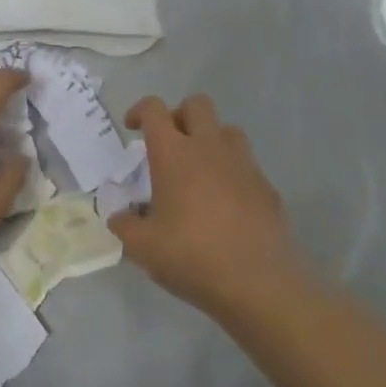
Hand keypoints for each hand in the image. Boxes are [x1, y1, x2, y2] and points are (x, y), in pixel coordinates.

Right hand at [108, 94, 301, 315]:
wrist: (257, 282)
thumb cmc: (191, 256)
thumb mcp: (142, 247)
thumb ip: (124, 225)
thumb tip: (119, 216)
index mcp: (174, 153)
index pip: (154, 110)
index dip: (140, 111)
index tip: (132, 129)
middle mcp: (209, 147)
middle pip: (197, 104)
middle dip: (178, 115)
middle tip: (168, 144)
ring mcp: (243, 163)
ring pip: (226, 129)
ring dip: (209, 139)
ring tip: (197, 169)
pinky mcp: (266, 185)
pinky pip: (246, 164)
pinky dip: (231, 171)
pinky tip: (224, 203)